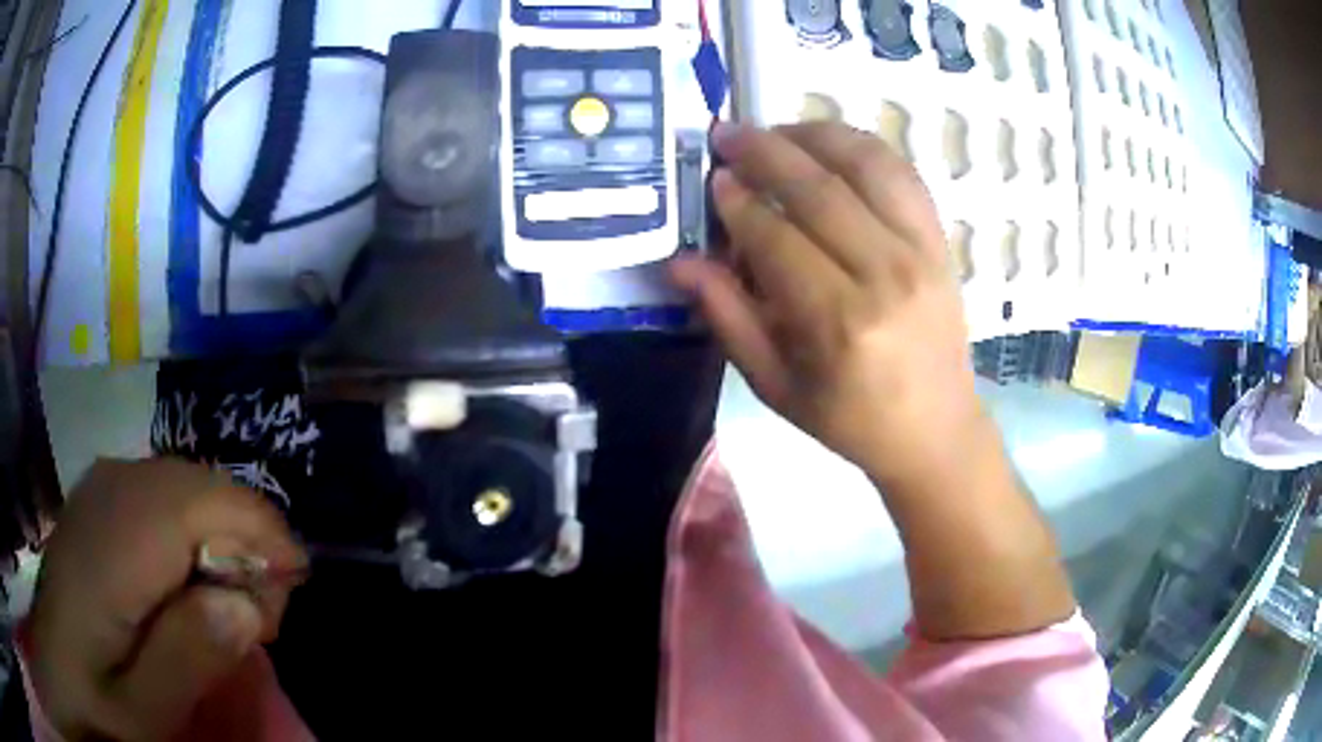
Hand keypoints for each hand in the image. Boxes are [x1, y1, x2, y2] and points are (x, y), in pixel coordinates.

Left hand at [26, 458, 305, 739]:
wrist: (58, 657)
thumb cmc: (97, 696)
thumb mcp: (144, 709)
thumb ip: (188, 657)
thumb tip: (246, 603)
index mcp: (116, 544)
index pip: (210, 501)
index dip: (264, 538)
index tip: (292, 595)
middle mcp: (113, 489)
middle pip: (206, 487)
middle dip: (249, 545)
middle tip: (256, 620)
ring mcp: (105, 483)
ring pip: (190, 484)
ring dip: (224, 539)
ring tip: (224, 606)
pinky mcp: (105, 494)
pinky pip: (169, 491)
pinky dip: (196, 530)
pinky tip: (188, 580)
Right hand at [673, 121, 984, 487]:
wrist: (935, 429)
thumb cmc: (850, 419)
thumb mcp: (775, 384)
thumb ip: (727, 316)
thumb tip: (679, 262)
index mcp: (838, 321)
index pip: (776, 236)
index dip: (737, 202)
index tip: (714, 180)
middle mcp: (884, 273)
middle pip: (817, 188)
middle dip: (764, 152)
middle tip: (727, 134)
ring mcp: (921, 251)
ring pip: (865, 164)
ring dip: (814, 135)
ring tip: (776, 131)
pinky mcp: (941, 241)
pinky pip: (902, 173)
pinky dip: (864, 147)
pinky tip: (832, 145)